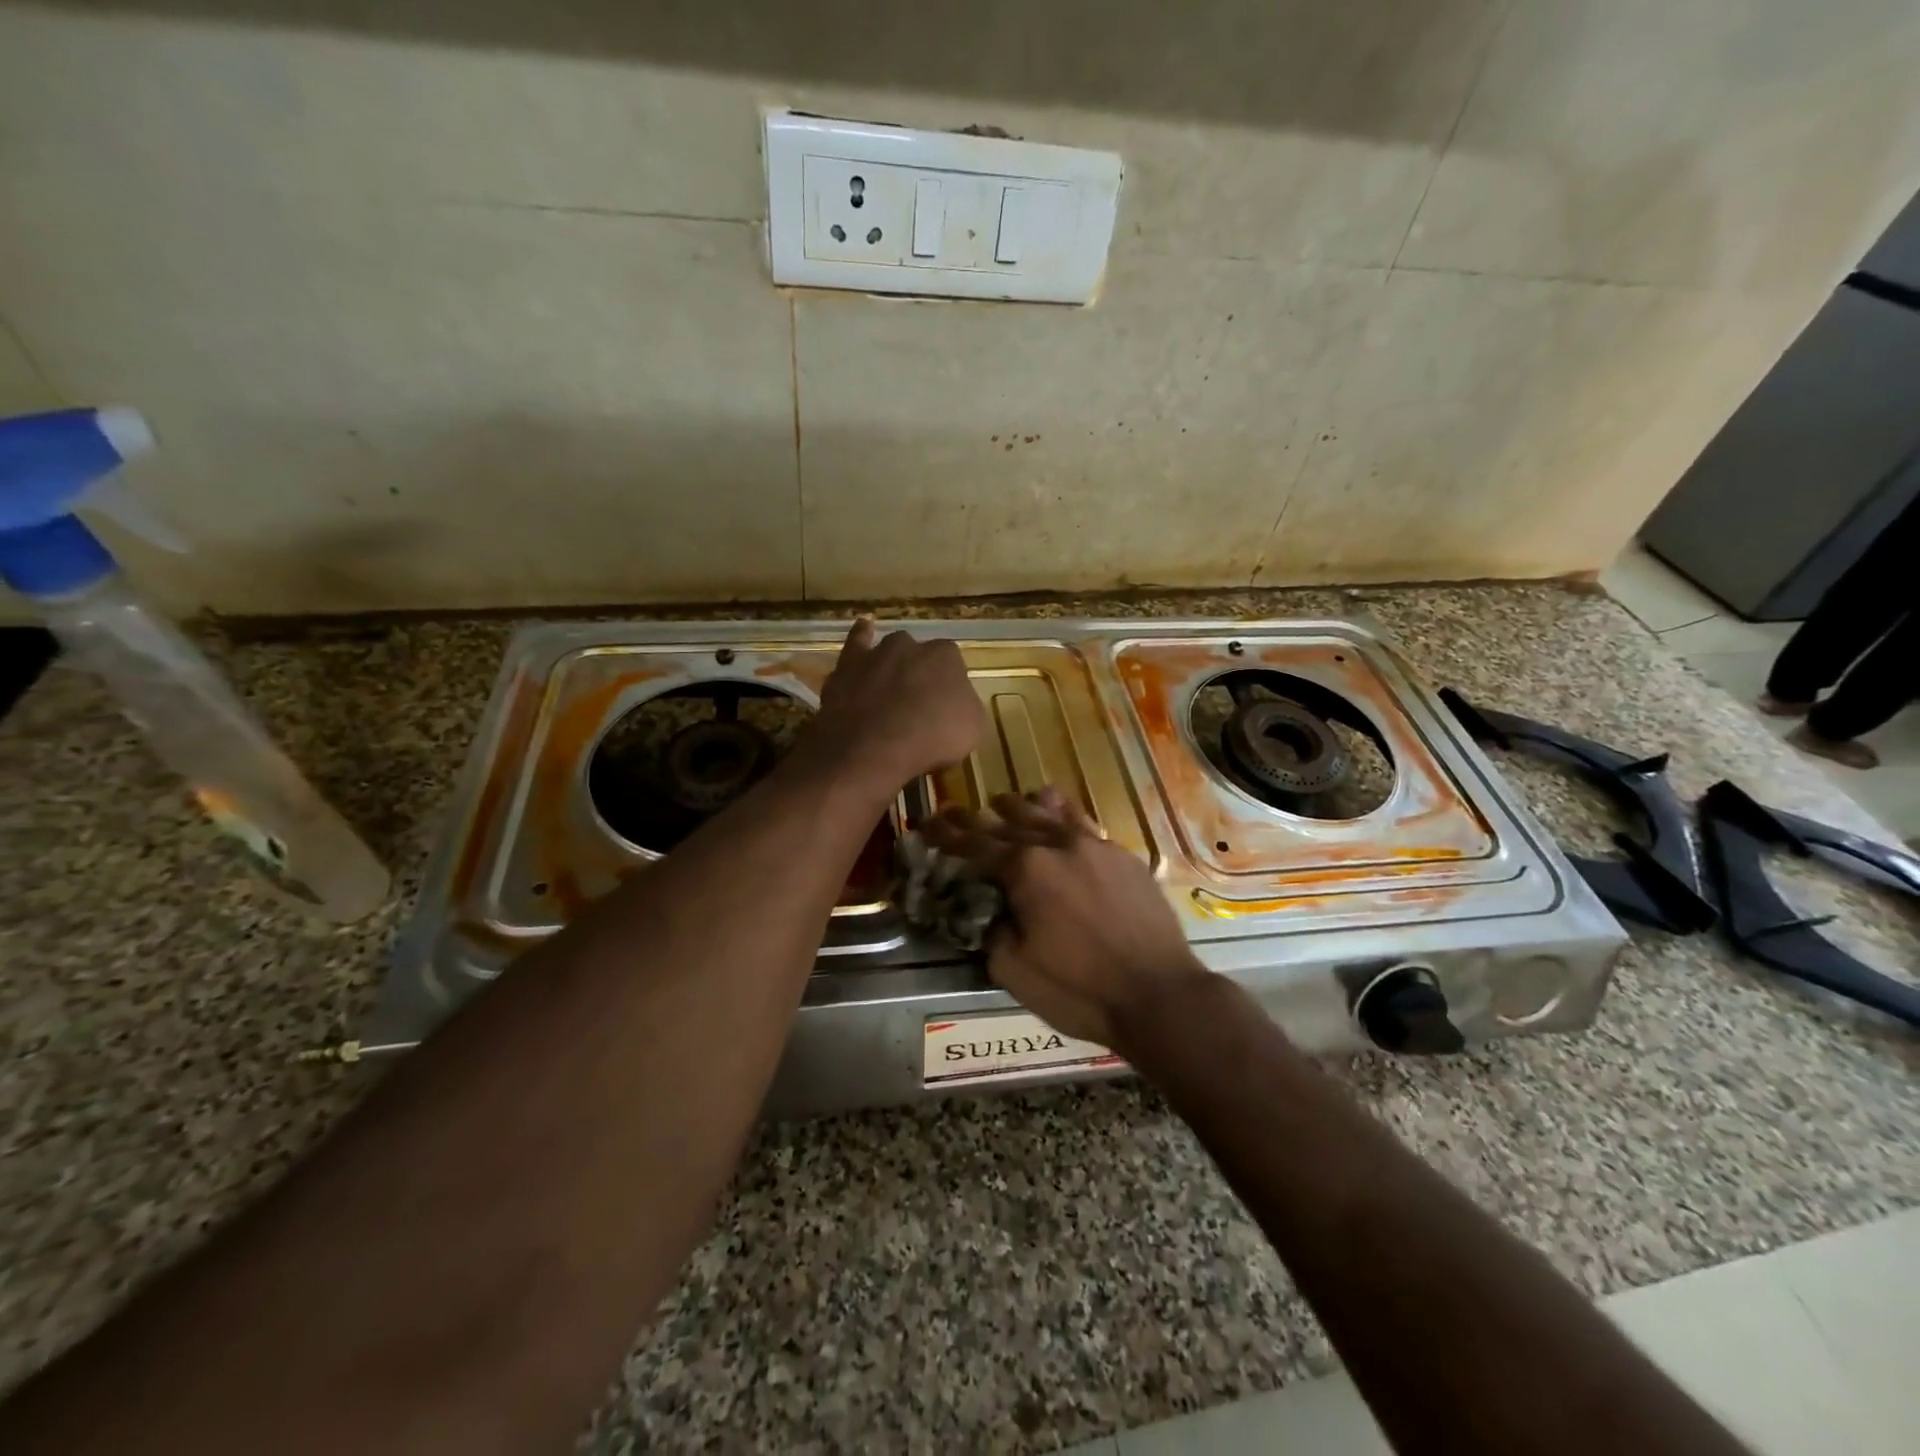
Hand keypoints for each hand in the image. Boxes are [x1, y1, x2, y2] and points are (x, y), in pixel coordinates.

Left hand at [807, 618, 985, 796]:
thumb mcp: (971, 730)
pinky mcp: (846, 666)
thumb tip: (957, 703)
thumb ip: (965, 707)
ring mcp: (876, 653)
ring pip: (889, 651)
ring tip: (890, 689)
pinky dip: (860, 636)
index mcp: (946, 657)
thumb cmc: (931, 740)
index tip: (945, 709)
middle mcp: (911, 646)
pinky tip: (864, 629)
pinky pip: (856, 642)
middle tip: (916, 706)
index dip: (948, 688)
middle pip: (919, 657)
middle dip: (919, 675)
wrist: (873, 749)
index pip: (952, 665)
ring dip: (892, 665)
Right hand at [923, 788, 1212, 1051]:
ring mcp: (1095, 846)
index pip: (974, 845)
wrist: (1159, 994)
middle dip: (976, 819)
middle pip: (1008, 823)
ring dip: (1020, 808)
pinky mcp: (1123, 856)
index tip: (927, 822)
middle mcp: (1057, 845)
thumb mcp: (1014, 971)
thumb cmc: (1080, 990)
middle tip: (955, 811)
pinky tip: (1057, 811)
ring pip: (1049, 814)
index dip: (946, 835)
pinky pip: (1084, 824)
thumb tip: (988, 909)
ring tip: (1003, 802)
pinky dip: (1062, 815)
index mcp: (1025, 870)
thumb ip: (991, 930)